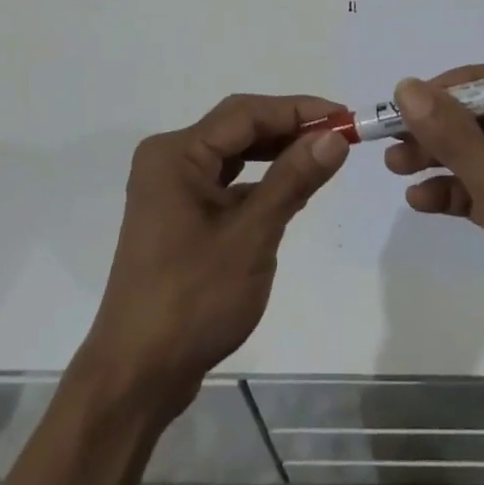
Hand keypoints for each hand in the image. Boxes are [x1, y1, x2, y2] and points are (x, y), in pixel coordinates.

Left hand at [80, 95, 348, 413]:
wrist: (138, 374)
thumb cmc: (193, 299)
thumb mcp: (252, 235)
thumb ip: (293, 179)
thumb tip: (334, 136)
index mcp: (176, 153)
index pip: (246, 114)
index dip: (298, 110)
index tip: (345, 117)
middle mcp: (169, 160)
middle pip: (238, 129)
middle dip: (289, 129)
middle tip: (339, 136)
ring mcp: (171, 189)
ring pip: (233, 155)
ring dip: (276, 154)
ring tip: (322, 155)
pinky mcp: (178, 216)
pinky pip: (225, 183)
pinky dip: (259, 182)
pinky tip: (290, 190)